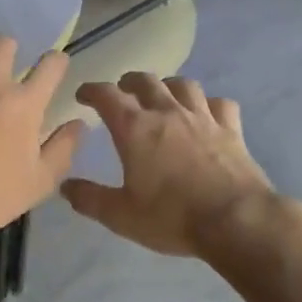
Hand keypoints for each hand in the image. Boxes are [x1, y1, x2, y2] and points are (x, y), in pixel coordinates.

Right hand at [60, 73, 278, 258]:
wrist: (236, 220)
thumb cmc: (172, 217)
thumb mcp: (121, 216)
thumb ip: (90, 199)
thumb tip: (65, 186)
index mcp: (135, 129)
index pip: (107, 96)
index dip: (91, 90)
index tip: (83, 95)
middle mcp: (167, 113)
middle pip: (146, 81)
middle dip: (129, 82)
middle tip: (122, 90)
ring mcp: (203, 117)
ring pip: (183, 85)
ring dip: (168, 85)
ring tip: (163, 95)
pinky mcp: (231, 129)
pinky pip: (220, 104)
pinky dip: (209, 104)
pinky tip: (207, 114)